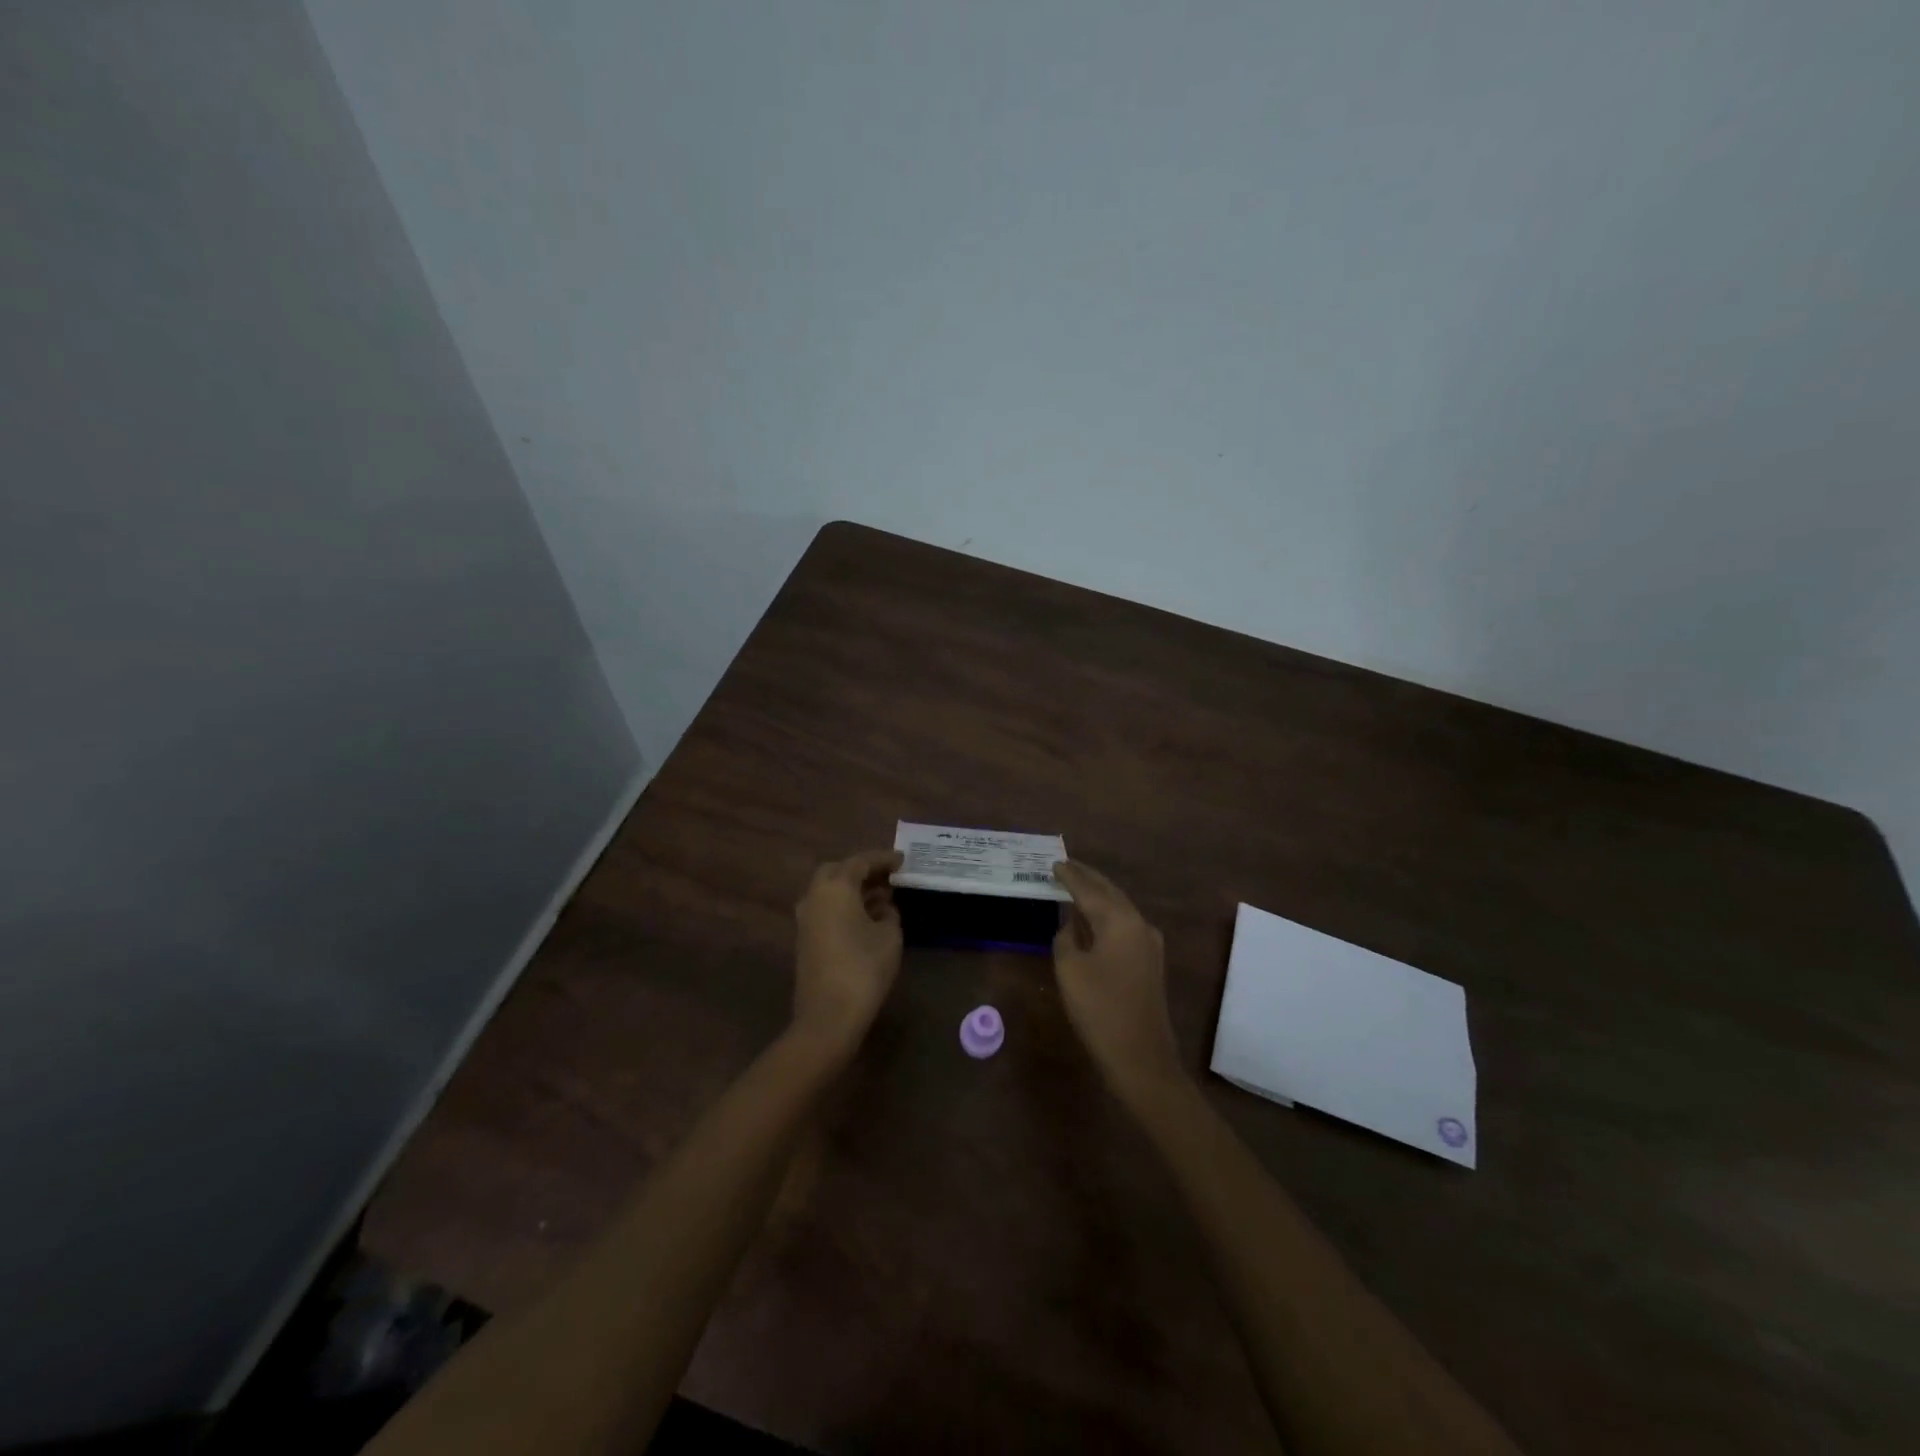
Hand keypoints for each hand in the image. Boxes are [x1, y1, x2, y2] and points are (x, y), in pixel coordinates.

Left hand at [791, 849, 904, 1057]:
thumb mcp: (889, 936)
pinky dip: (844, 907)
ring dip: (853, 891)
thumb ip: (889, 914)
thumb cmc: (864, 968)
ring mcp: (805, 919)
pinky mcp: (805, 940)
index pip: (861, 862)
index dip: (883, 859)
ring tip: (882, 899)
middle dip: (862, 871)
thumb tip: (883, 908)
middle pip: (838, 872)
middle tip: (888, 878)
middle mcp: (815, 896)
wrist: (828, 1016)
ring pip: (829, 892)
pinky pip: (826, 910)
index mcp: (835, 888)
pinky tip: (866, 919)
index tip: (902, 860)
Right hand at [1052, 861, 1184, 1110]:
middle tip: (1066, 866)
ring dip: (1098, 896)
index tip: (1054, 864)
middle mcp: (1139, 924)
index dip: (1070, 876)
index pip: (1090, 889)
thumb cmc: (1100, 1009)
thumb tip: (1071, 927)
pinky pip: (1124, 926)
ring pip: (1119, 908)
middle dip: (1088, 879)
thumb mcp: (1070, 970)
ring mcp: (1149, 944)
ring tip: (1075, 886)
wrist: (1141, 1058)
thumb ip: (1066, 939)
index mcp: (1120, 920)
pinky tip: (1091, 920)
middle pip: (1110, 892)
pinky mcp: (1150, 962)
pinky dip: (1105, 916)